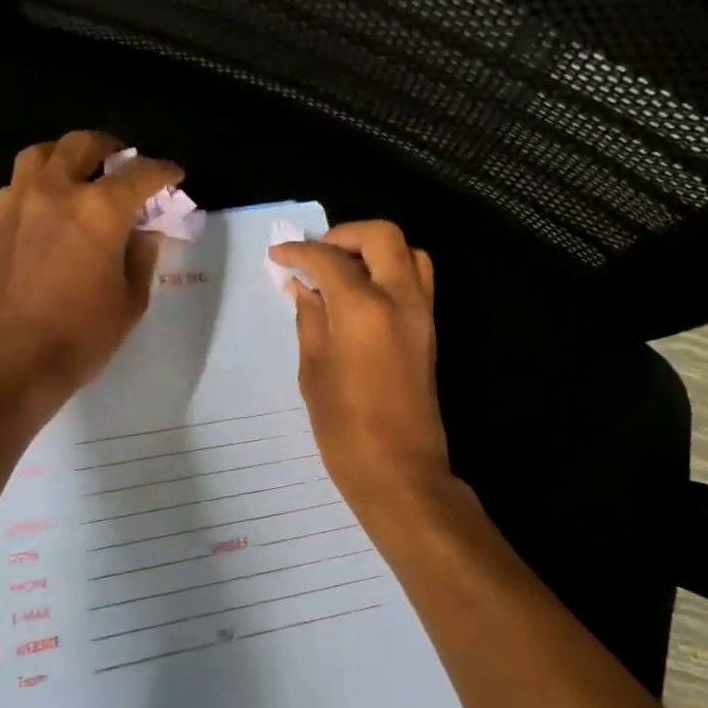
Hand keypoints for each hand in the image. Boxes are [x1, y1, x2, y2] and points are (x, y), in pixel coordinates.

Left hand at [0, 131, 183, 398]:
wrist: (11, 359)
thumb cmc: (81, 335)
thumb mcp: (130, 300)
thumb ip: (141, 257)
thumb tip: (144, 233)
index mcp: (100, 209)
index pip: (140, 175)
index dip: (163, 172)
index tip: (175, 175)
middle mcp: (58, 192)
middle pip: (83, 145)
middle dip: (111, 148)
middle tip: (126, 163)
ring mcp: (21, 202)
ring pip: (43, 153)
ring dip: (67, 154)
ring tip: (83, 171)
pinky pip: (18, 183)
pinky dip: (38, 182)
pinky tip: (49, 204)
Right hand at [269, 221, 457, 526]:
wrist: (401, 471)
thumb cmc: (345, 430)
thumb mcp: (314, 372)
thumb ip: (311, 320)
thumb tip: (305, 288)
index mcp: (365, 309)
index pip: (330, 259)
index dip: (300, 251)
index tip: (278, 256)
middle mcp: (401, 299)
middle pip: (382, 236)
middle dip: (344, 236)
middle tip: (316, 256)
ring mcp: (422, 314)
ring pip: (408, 252)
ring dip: (374, 250)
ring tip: (341, 272)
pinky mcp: (429, 331)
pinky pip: (416, 279)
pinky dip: (389, 271)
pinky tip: (360, 296)